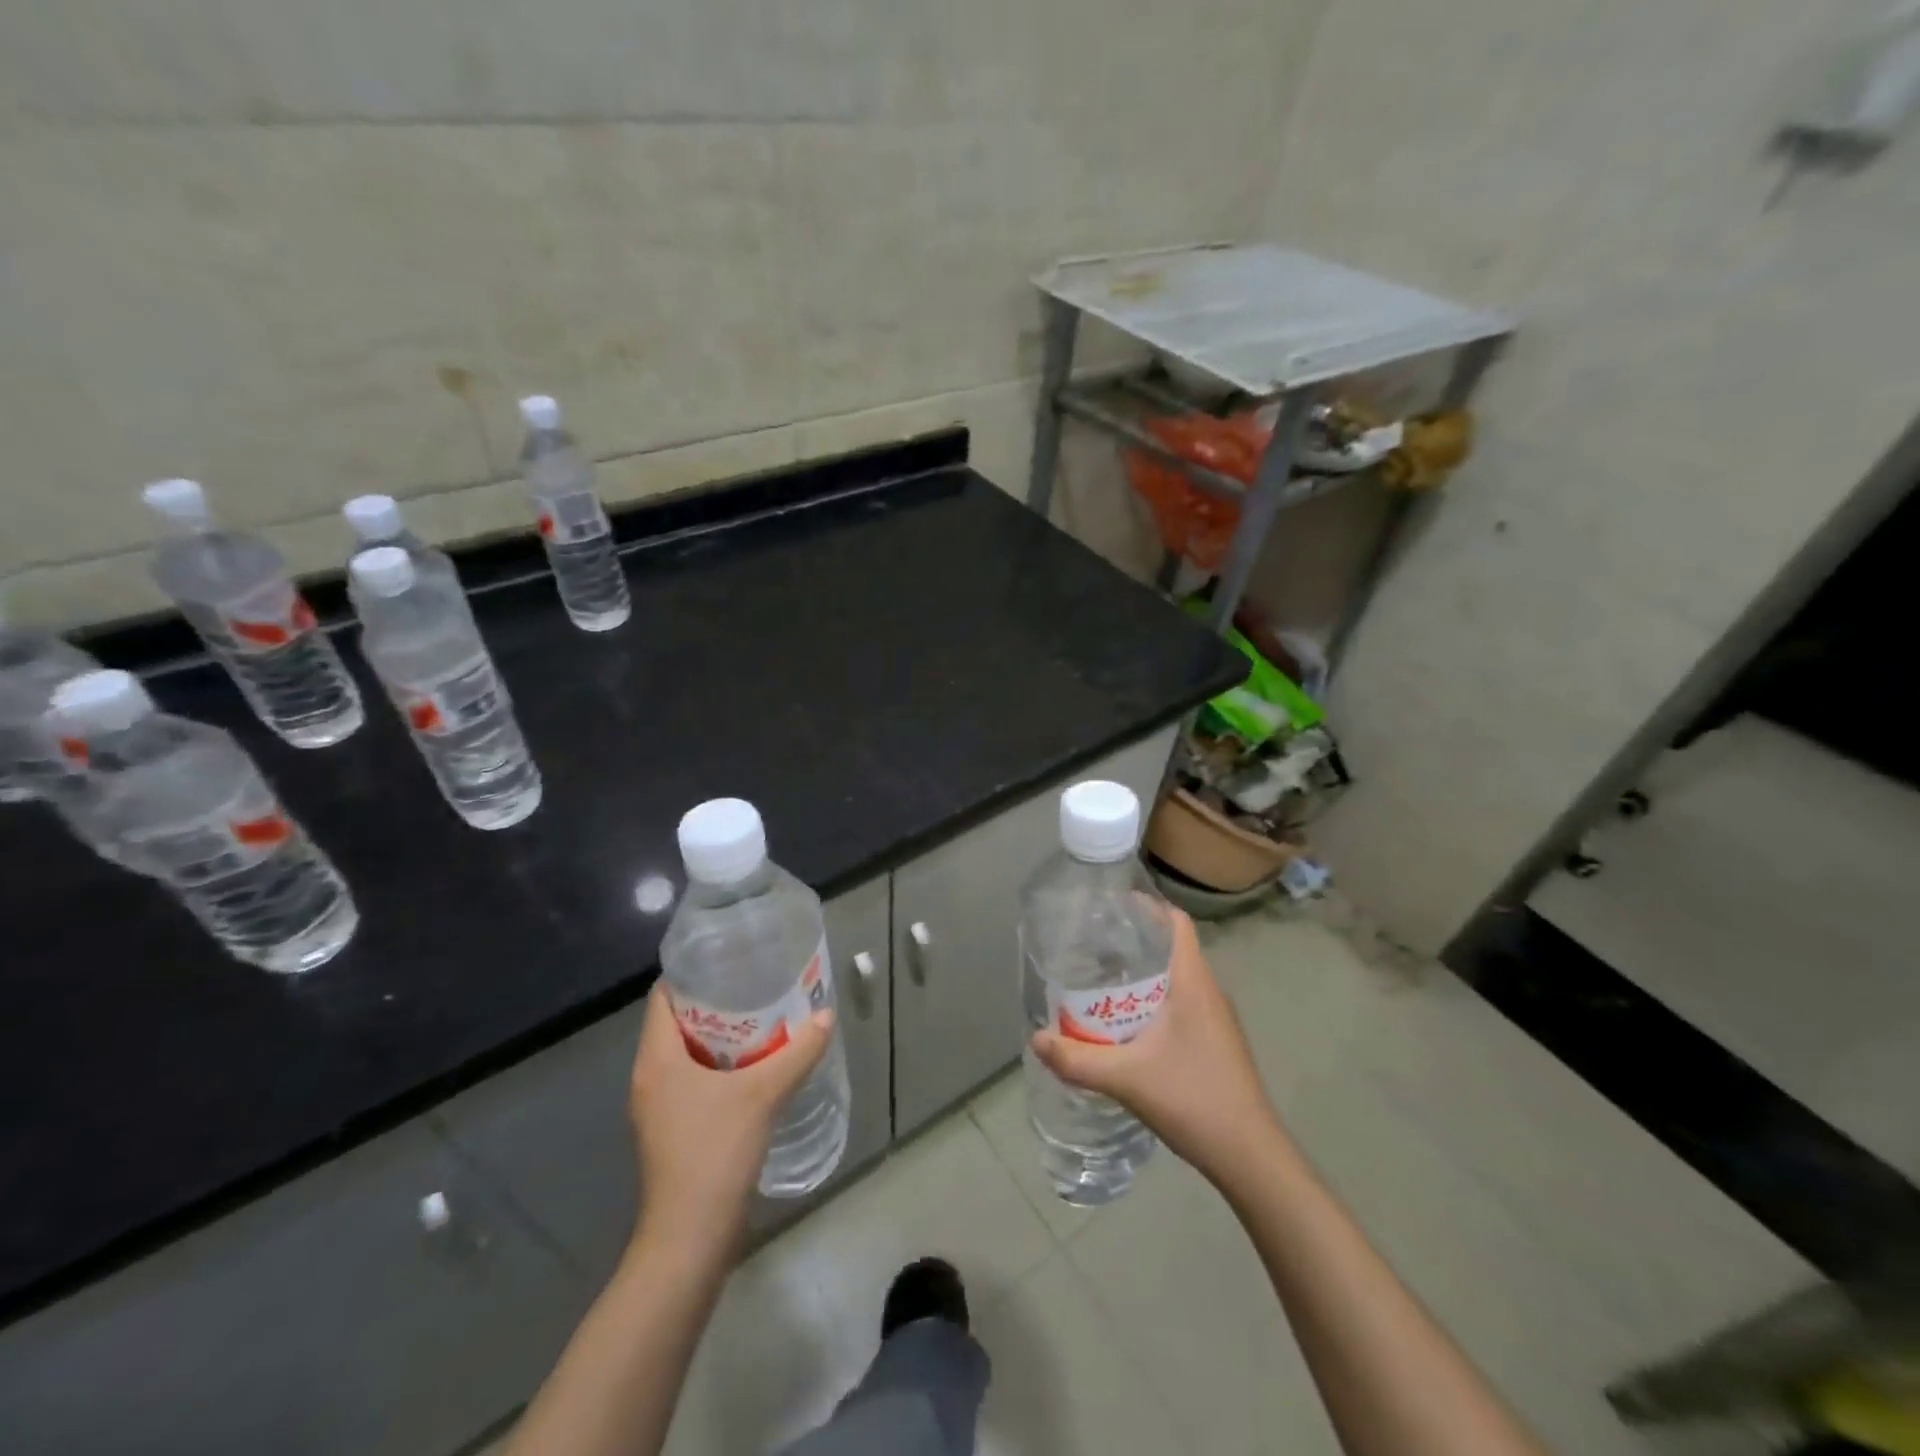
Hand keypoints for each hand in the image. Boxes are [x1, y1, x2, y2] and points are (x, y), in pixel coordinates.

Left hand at [628, 984, 834, 1254]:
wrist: (690, 1239)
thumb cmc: (715, 1153)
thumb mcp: (763, 1094)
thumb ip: (797, 1052)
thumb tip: (826, 1016)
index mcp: (656, 1060)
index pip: (662, 998)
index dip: (691, 974)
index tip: (729, 960)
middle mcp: (649, 1078)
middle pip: (676, 1024)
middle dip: (714, 1003)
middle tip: (755, 985)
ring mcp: (658, 1109)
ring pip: (686, 1055)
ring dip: (719, 1038)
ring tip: (762, 1019)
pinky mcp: (672, 1132)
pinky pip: (693, 1082)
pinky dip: (719, 1068)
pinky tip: (754, 1068)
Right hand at [1030, 908, 1279, 1187]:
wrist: (1251, 1157)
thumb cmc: (1194, 1099)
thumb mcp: (1127, 1078)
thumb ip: (1077, 1059)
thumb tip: (1035, 1038)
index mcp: (1193, 982)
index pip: (1176, 923)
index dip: (1147, 906)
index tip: (1110, 906)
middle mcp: (1208, 991)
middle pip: (1171, 948)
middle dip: (1133, 941)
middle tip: (1090, 945)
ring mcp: (1216, 1019)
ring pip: (1175, 979)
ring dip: (1142, 975)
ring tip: (1101, 981)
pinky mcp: (1216, 1042)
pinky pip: (1181, 1004)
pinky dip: (1153, 1001)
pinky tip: (1127, 1024)